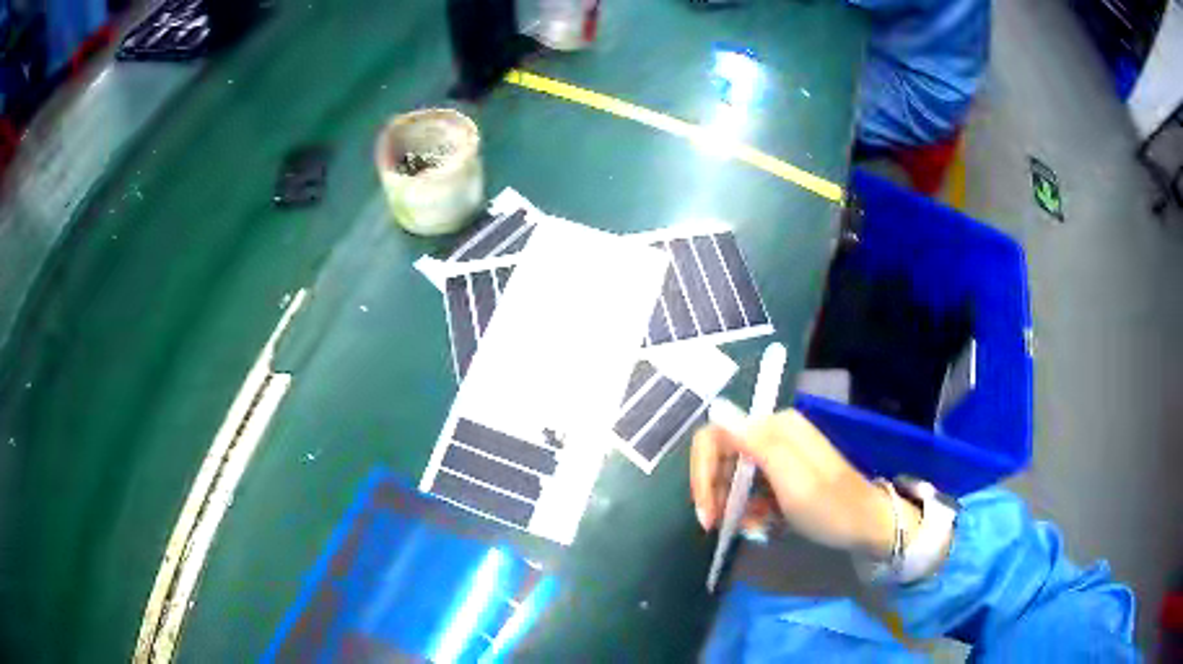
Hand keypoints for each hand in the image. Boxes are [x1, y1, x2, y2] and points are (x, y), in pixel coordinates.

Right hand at [690, 409, 919, 557]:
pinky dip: (749, 509)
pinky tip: (761, 526)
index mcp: (776, 427)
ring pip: (733, 475)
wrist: (867, 526)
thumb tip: (716, 409)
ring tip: (750, 530)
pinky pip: (751, 488)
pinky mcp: (783, 473)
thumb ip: (756, 445)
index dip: (702, 473)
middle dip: (716, 493)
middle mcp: (774, 433)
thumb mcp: (793, 480)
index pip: (716, 436)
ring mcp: (780, 453)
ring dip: (733, 506)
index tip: (706, 514)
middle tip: (718, 527)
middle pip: (722, 456)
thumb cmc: (832, 508)